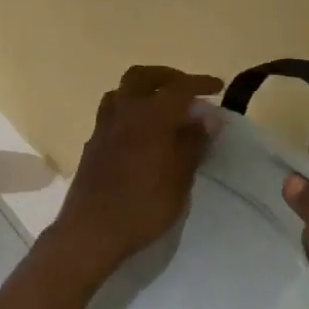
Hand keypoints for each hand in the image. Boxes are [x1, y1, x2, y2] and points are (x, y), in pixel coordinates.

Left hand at [52, 66, 224, 274]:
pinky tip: (140, 132)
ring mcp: (103, 127)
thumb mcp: (180, 178)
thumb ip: (193, 142)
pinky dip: (130, 111)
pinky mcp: (92, 144)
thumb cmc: (143, 205)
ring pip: (122, 91)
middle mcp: (123, 112)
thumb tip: (207, 117)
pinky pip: (112, 113)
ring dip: (144, 90)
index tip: (218, 86)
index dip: (200, 83)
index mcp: (150, 115)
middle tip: (186, 91)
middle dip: (167, 77)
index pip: (179, 87)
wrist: (91, 231)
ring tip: (162, 108)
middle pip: (142, 76)